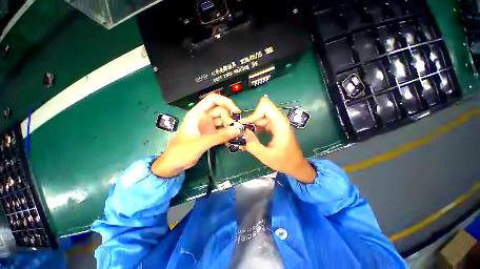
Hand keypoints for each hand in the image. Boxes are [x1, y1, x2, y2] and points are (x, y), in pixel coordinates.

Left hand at [152, 94, 240, 177]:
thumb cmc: (182, 151)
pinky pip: (222, 129)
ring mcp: (207, 126)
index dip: (225, 102)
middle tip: (235, 128)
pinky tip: (232, 136)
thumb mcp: (201, 143)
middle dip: (229, 117)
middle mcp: (203, 117)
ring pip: (222, 120)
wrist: (174, 164)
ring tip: (235, 133)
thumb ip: (219, 137)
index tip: (235, 111)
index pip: (212, 100)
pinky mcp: (210, 134)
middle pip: (220, 110)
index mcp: (197, 114)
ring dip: (229, 125)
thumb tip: (237, 131)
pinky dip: (227, 132)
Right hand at [240, 96, 315, 182]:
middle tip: (243, 131)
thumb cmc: (284, 161)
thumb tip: (243, 132)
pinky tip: (252, 136)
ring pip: (261, 116)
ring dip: (253, 124)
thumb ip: (253, 144)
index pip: (265, 106)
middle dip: (251, 119)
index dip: (254, 113)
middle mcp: (279, 120)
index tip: (247, 125)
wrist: (296, 166)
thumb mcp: (266, 156)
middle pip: (262, 110)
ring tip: (246, 135)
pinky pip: (263, 122)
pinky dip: (256, 127)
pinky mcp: (275, 127)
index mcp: (280, 124)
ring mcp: (277, 123)